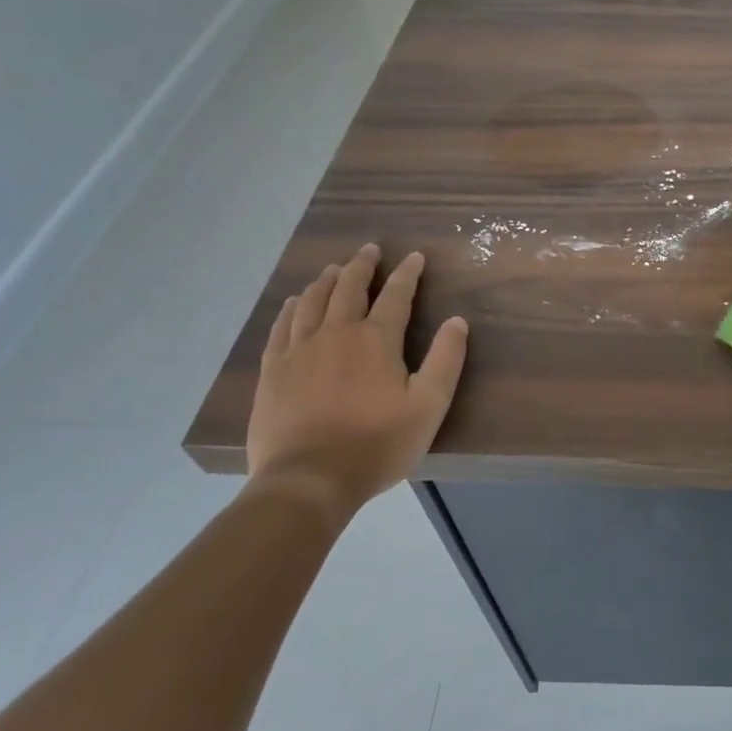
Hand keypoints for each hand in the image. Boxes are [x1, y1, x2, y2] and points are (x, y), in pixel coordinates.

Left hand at [246, 245, 468, 522]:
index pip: (396, 294)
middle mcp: (336, 333)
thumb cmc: (377, 444)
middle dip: (362, 265)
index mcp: (376, 339)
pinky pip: (281, 327)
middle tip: (370, 250)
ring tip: (334, 268)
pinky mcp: (273, 371)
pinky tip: (294, 302)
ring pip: (312, 301)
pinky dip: (291, 308)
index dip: (407, 273)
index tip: (415, 257)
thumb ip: (446, 360)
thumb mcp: (429, 406)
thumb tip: (457, 321)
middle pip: (348, 288)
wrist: (308, 480)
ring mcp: (299, 350)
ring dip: (326, 280)